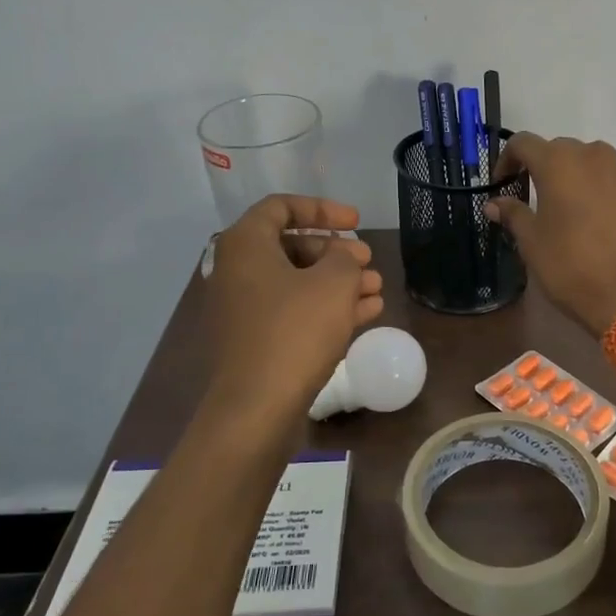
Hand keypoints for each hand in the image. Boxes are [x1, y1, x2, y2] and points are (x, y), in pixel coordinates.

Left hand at [201, 195, 384, 432]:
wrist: (257, 408)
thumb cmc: (294, 331)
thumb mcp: (333, 283)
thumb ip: (344, 258)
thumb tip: (342, 257)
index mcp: (246, 246)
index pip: (281, 207)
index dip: (322, 208)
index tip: (356, 221)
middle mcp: (238, 272)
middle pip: (292, 246)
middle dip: (336, 251)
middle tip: (367, 260)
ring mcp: (245, 309)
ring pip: (298, 282)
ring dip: (339, 281)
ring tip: (377, 288)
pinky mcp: (256, 341)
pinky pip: (295, 311)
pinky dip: (328, 307)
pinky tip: (368, 312)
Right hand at [485, 133, 615, 338]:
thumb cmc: (568, 267)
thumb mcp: (531, 243)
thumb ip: (513, 215)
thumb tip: (494, 203)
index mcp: (556, 164)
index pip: (524, 144)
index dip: (508, 159)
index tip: (503, 183)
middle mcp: (591, 157)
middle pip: (562, 147)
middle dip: (545, 165)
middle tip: (537, 195)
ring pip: (599, 154)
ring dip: (584, 166)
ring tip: (576, 191)